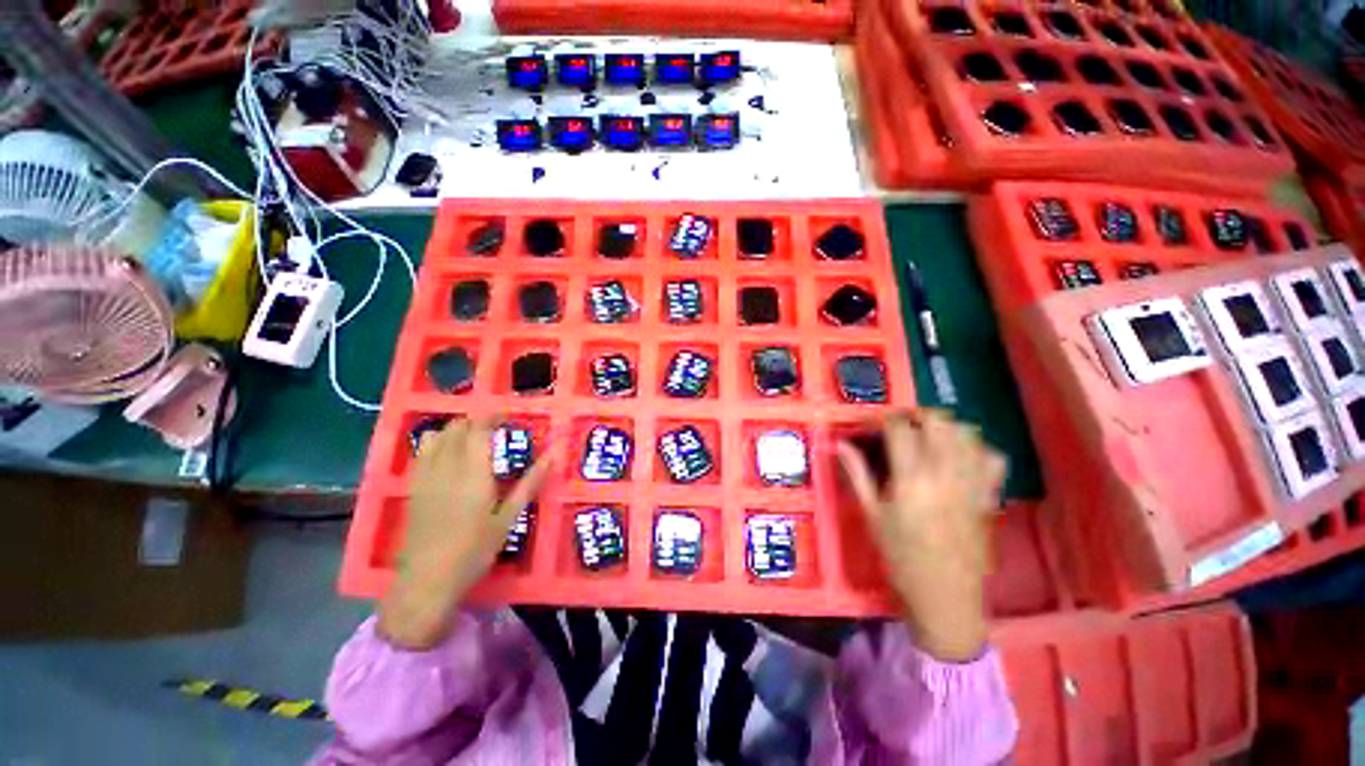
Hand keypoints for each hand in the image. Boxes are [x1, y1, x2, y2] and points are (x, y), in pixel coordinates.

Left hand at [378, 418, 553, 649]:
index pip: (479, 430)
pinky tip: (446, 453)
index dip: (491, 416)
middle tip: (493, 426)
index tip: (506, 413)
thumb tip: (553, 455)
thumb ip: (530, 483)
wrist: (427, 580)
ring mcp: (425, 477)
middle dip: (474, 420)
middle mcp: (447, 468)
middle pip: (456, 429)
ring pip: (435, 437)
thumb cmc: (475, 549)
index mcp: (474, 473)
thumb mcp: (509, 517)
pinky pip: (421, 453)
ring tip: (471, 436)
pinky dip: (435, 443)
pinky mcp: (412, 487)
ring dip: (454, 429)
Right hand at [837, 411, 1005, 661]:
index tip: (870, 424)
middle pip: (937, 421)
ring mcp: (972, 482)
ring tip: (927, 439)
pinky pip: (992, 457)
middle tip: (899, 428)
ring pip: (966, 433)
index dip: (882, 419)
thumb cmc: (900, 556)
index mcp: (911, 477)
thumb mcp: (871, 514)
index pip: (899, 428)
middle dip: (915, 416)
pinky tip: (960, 459)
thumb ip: (857, 473)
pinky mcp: (989, 495)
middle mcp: (945, 471)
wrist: (946, 596)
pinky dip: (976, 449)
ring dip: (944, 428)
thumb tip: (840, 444)